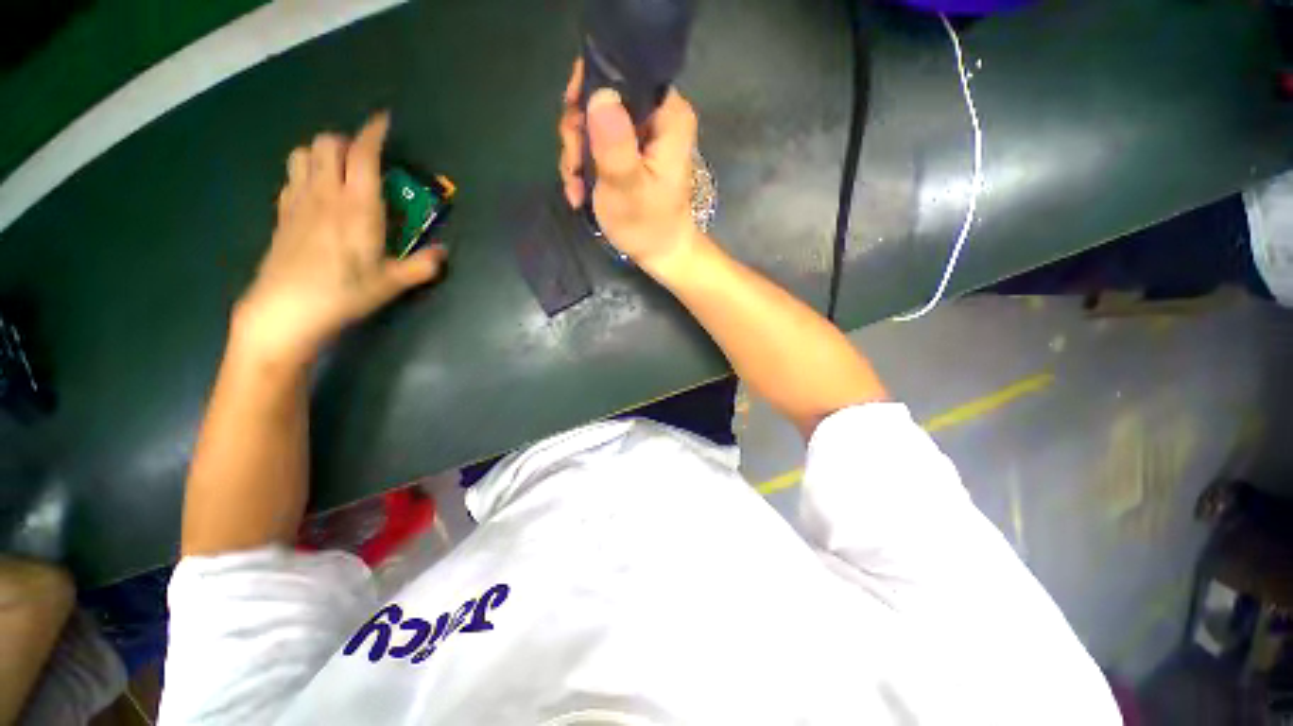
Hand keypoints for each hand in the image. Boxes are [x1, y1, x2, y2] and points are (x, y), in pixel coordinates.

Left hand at [234, 114, 445, 368]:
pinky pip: (292, 176)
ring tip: (340, 173)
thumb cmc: (344, 293)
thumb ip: (423, 266)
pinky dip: (306, 173)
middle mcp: (325, 194)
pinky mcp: (282, 214)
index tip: (384, 121)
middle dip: (348, 142)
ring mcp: (298, 201)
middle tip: (367, 161)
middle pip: (328, 143)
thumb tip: (443, 253)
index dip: (373, 132)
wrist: (285, 310)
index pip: (362, 154)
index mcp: (357, 206)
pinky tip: (318, 195)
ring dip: (323, 153)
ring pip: (304, 153)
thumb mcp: (393, 283)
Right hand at [557, 60, 700, 272]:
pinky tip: (579, 191)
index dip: (590, 88)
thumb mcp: (628, 189)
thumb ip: (615, 145)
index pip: (625, 72)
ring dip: (577, 156)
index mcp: (668, 115)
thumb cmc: (648, 226)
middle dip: (579, 133)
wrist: (659, 254)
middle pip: (603, 97)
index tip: (573, 121)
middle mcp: (657, 116)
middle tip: (573, 166)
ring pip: (594, 122)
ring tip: (575, 187)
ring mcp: (642, 135)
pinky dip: (583, 167)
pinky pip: (596, 144)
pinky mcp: (630, 152)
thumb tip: (599, 95)